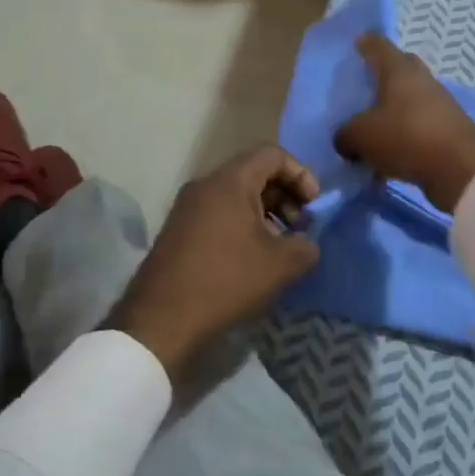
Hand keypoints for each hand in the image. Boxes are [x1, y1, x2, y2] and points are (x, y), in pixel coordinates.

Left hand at [106, 144, 319, 381]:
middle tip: (300, 227)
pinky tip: (252, 258)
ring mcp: (187, 206)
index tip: (314, 206)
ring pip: (236, 194)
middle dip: (285, 195)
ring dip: (265, 212)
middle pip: (254, 172)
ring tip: (279, 245)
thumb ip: (306, 246)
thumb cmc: (226, 281)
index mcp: (230, 181)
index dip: (301, 174)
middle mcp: (205, 184)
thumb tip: (306, 242)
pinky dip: (242, 223)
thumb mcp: (281, 265)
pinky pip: (219, 211)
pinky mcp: (178, 229)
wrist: (161, 321)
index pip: (273, 154)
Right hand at [334, 35, 474, 213]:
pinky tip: (394, 149)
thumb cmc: (406, 138)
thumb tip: (346, 139)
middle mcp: (422, 80)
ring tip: (376, 124)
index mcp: (399, 71)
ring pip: (413, 97)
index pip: (380, 46)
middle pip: (402, 67)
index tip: (358, 41)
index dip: (367, 43)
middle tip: (367, 84)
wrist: (461, 168)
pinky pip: (422, 122)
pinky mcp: (451, 128)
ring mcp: (441, 103)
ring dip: (397, 107)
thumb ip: (346, 134)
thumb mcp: (361, 137)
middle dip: (385, 72)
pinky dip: (408, 130)